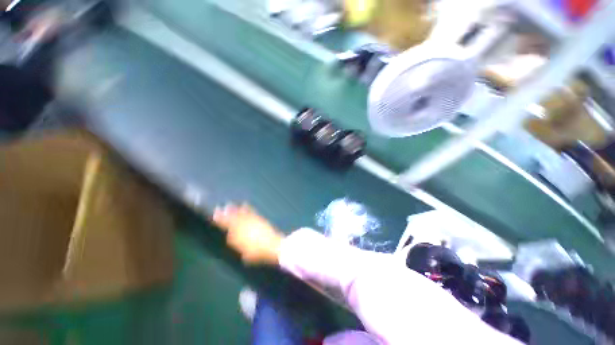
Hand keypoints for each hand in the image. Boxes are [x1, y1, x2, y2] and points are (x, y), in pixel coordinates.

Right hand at [213, 204, 283, 264]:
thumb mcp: (245, 255)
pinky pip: (250, 211)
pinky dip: (246, 208)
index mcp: (237, 237)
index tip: (215, 217)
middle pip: (231, 219)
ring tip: (228, 205)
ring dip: (233, 209)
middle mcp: (242, 227)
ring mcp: (250, 222)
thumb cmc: (258, 253)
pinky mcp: (258, 218)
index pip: (226, 228)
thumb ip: (238, 246)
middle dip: (224, 214)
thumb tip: (234, 240)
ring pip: (240, 214)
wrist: (272, 245)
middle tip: (218, 209)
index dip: (220, 222)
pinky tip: (244, 204)